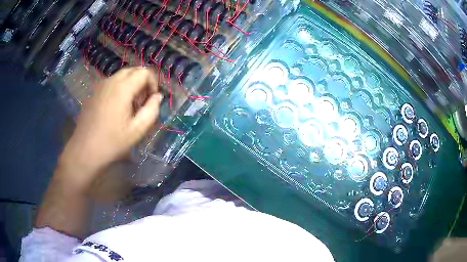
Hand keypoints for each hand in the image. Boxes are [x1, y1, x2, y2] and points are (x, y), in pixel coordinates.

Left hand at [59, 67, 162, 187]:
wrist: (85, 150)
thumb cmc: (112, 142)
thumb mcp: (137, 130)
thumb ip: (152, 110)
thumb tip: (157, 96)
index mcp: (122, 88)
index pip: (144, 72)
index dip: (153, 83)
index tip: (151, 100)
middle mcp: (111, 81)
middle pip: (133, 71)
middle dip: (142, 82)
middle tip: (141, 103)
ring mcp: (100, 86)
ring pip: (121, 76)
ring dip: (131, 85)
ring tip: (129, 107)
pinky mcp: (93, 93)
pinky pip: (111, 83)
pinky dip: (119, 89)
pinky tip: (116, 108)